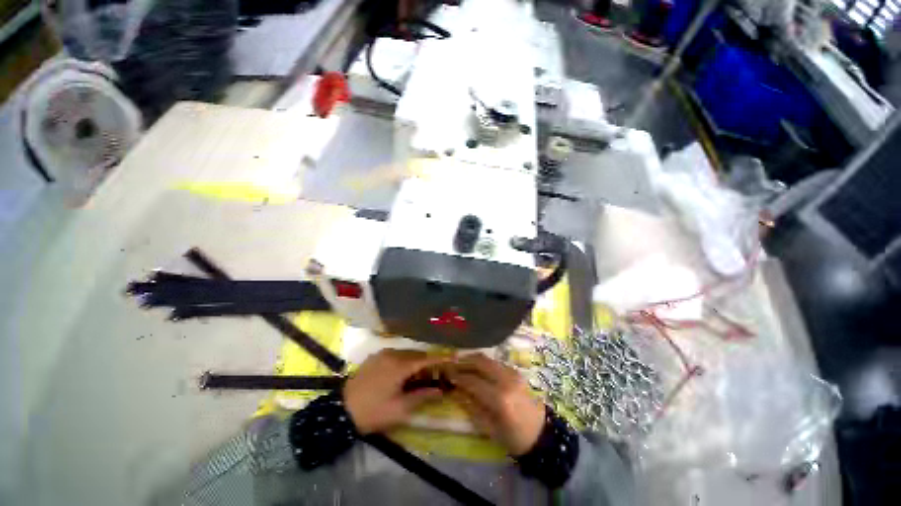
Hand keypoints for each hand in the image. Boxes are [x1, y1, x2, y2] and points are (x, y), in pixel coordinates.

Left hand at [343, 349, 446, 434]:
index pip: (426, 359)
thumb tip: (440, 391)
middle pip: (416, 354)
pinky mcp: (374, 357)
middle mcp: (392, 354)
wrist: (341, 411)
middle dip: (427, 362)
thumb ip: (422, 397)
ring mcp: (382, 354)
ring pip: (406, 353)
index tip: (453, 357)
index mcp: (400, 366)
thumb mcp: (400, 410)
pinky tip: (402, 372)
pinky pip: (395, 354)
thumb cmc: (373, 412)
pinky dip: (404, 360)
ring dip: (415, 361)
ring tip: (419, 374)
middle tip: (434, 374)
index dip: (440, 358)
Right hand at [446, 354, 545, 455]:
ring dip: (472, 359)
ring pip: (487, 358)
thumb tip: (454, 390)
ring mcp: (512, 373)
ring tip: (460, 363)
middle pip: (480, 362)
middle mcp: (506, 380)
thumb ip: (470, 407)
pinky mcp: (515, 371)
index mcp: (499, 398)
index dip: (457, 376)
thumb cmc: (514, 437)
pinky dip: (482, 362)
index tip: (446, 374)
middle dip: (463, 361)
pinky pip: (495, 362)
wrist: (542, 433)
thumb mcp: (488, 428)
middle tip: (451, 364)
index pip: (472, 380)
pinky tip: (475, 367)